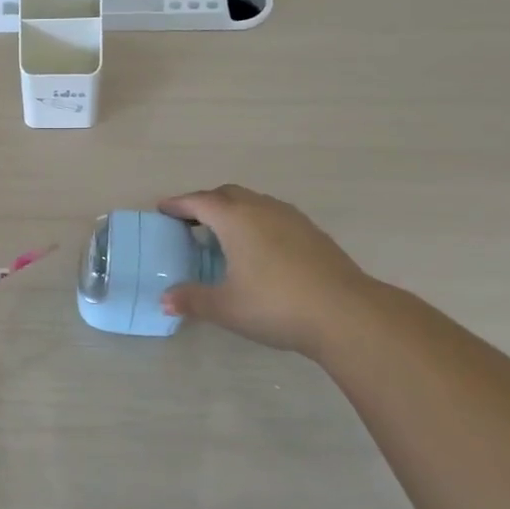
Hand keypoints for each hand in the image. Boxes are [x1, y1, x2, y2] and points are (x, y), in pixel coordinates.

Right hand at [159, 185, 375, 357]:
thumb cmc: (276, 304)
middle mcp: (262, 209)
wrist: (347, 314)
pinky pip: (274, 216)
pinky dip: (256, 222)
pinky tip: (259, 249)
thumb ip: (192, 300)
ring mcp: (292, 218)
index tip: (162, 209)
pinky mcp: (313, 233)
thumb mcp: (226, 307)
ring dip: (233, 211)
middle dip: (205, 203)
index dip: (177, 204)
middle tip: (190, 221)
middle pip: (227, 194)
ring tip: (223, 234)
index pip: (198, 201)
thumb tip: (165, 301)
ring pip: (254, 202)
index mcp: (235, 219)